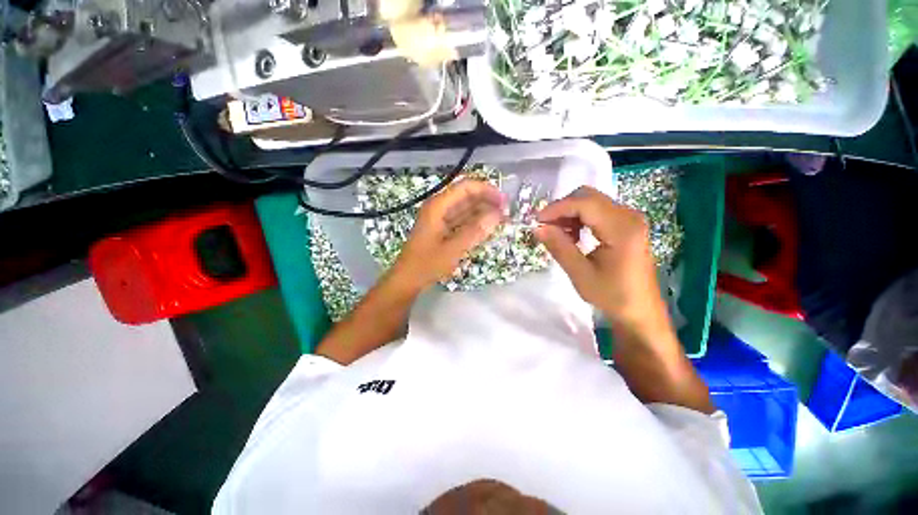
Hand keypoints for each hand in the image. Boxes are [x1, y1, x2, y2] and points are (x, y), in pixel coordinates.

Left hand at [391, 179, 505, 290]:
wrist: (408, 279)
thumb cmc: (427, 264)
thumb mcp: (453, 248)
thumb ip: (475, 231)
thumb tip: (497, 215)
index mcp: (438, 206)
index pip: (466, 187)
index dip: (486, 190)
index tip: (503, 201)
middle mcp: (439, 207)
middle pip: (466, 196)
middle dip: (487, 201)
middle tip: (506, 212)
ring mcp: (440, 218)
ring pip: (465, 208)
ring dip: (482, 212)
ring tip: (501, 219)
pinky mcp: (442, 229)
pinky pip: (462, 220)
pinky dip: (474, 222)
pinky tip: (486, 227)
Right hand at [534, 186, 663, 328]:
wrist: (640, 311)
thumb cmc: (613, 296)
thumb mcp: (581, 274)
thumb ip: (559, 248)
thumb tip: (538, 228)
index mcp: (621, 229)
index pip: (584, 203)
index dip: (557, 208)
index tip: (537, 221)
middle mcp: (629, 216)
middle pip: (588, 196)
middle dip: (563, 208)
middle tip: (547, 228)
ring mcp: (629, 219)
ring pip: (592, 201)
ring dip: (570, 213)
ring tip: (559, 235)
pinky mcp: (627, 224)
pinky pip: (598, 210)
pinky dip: (580, 218)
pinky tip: (574, 235)